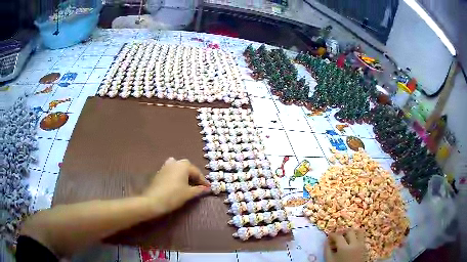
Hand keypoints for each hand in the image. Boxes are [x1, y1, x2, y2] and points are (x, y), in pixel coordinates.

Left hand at [143, 157, 210, 213]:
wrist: (154, 200)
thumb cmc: (174, 195)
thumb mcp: (189, 193)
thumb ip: (199, 189)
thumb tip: (207, 188)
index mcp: (184, 165)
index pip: (197, 172)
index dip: (203, 181)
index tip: (208, 189)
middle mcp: (175, 162)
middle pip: (188, 168)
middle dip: (194, 177)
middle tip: (198, 187)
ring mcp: (166, 166)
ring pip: (179, 169)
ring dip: (184, 175)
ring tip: (188, 185)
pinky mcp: (160, 172)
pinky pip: (172, 172)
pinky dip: (177, 176)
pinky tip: (178, 185)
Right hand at [324, 229, 365, 261]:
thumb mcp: (329, 260)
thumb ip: (327, 250)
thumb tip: (326, 241)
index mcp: (344, 248)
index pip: (338, 236)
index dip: (333, 234)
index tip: (329, 235)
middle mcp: (355, 244)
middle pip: (350, 231)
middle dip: (343, 232)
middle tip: (337, 235)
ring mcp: (361, 246)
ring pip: (359, 232)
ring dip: (352, 232)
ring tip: (347, 237)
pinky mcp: (365, 248)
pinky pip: (362, 239)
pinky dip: (357, 238)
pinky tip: (351, 243)